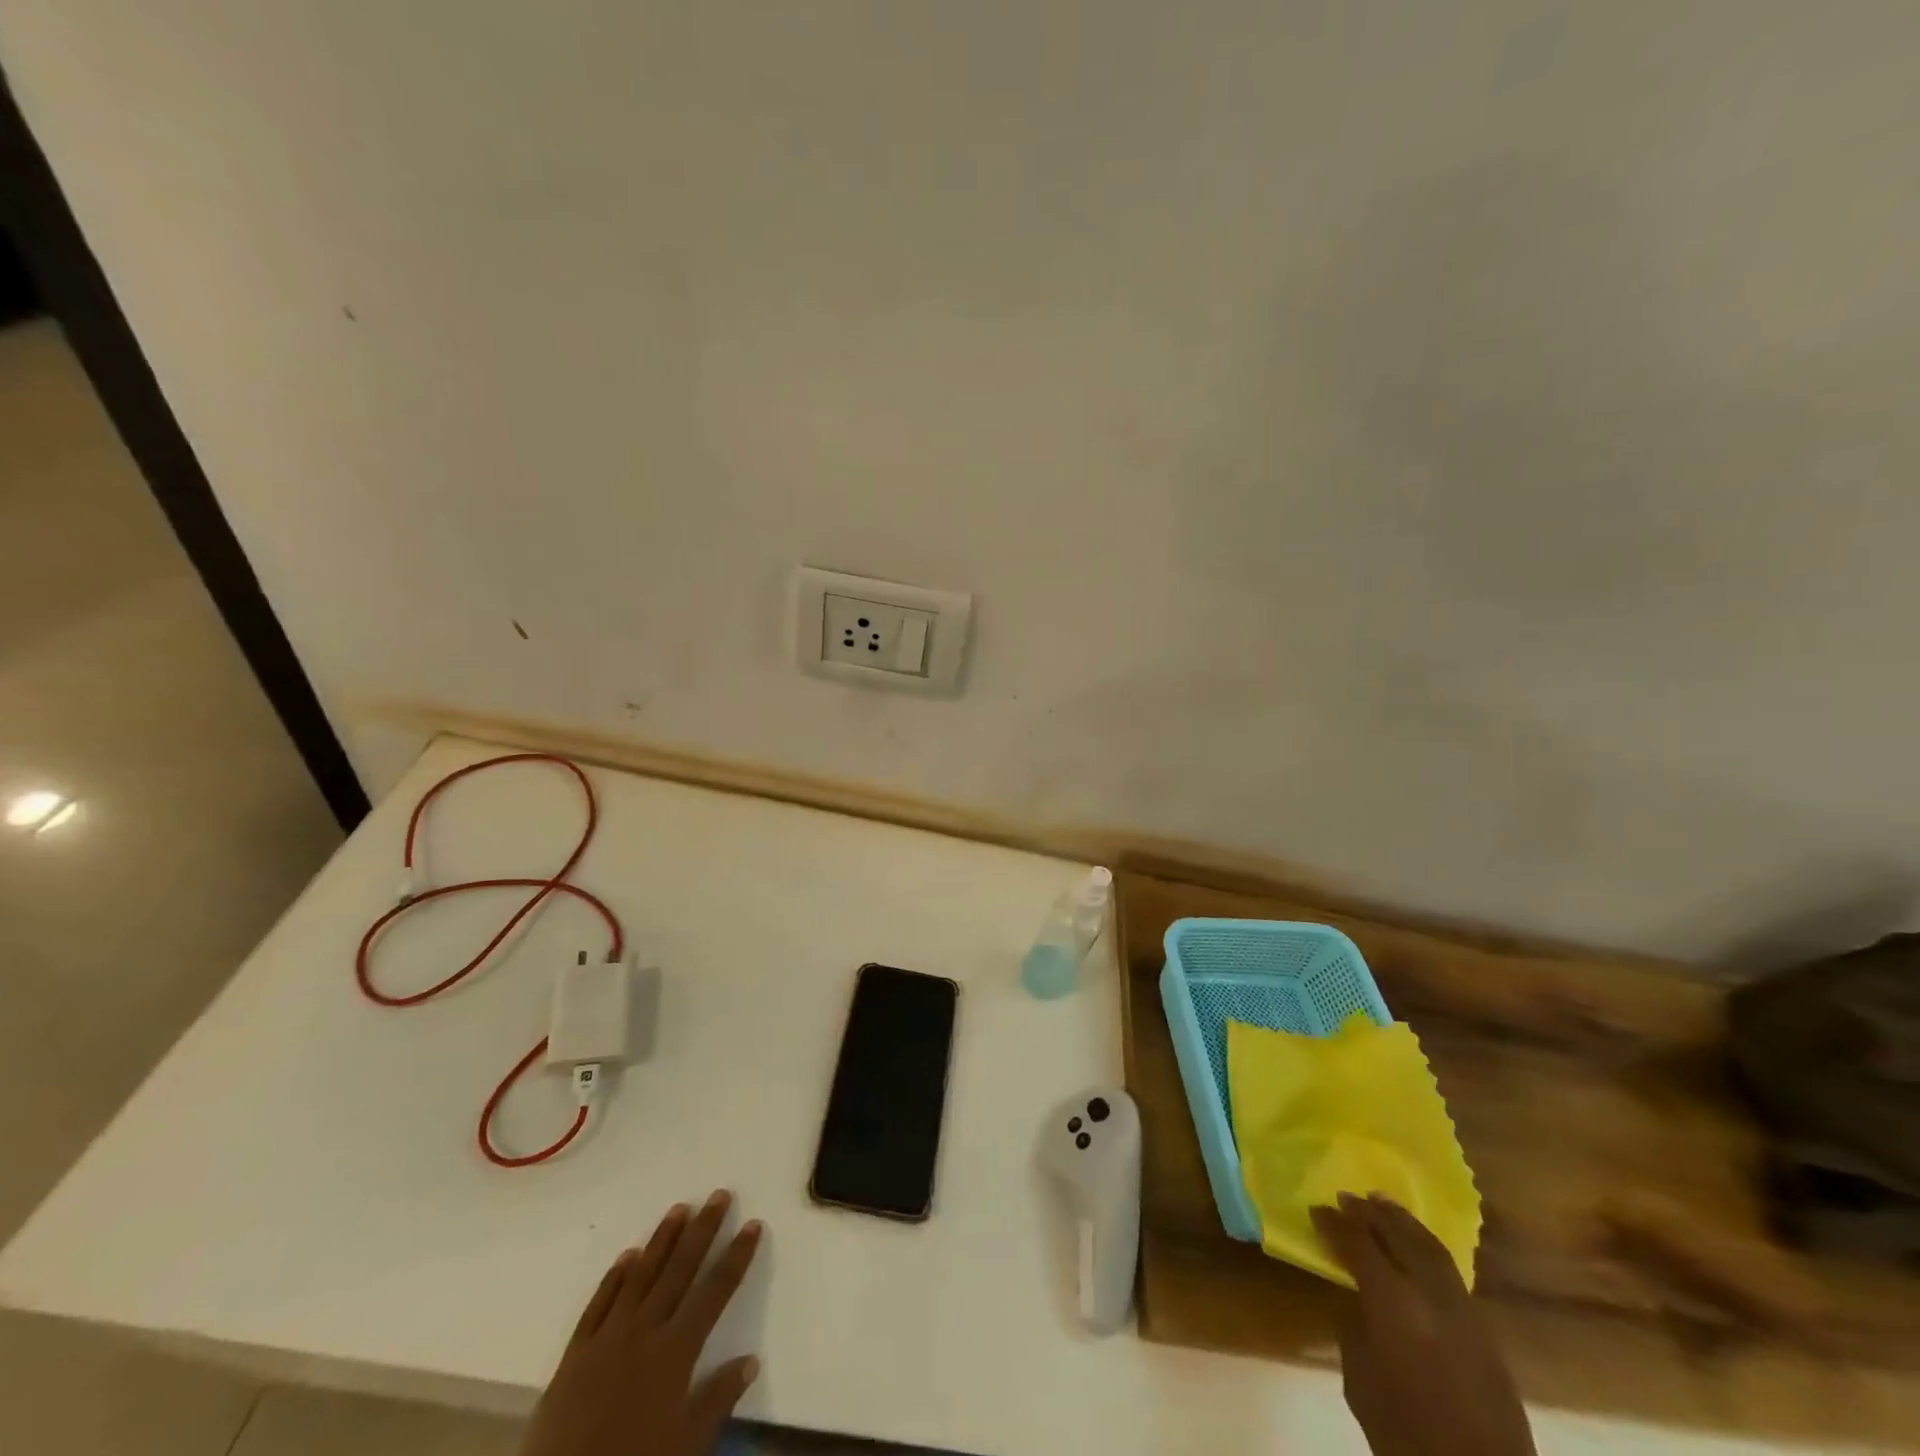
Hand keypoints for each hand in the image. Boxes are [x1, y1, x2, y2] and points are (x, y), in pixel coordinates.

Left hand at [522, 1191, 763, 1455]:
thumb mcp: (685, 1445)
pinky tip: (627, 1256)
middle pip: (679, 1270)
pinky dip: (614, 1277)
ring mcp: (606, 1338)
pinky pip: (597, 1304)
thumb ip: (717, 1399)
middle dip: (703, 1230)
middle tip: (718, 1195)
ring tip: (679, 1208)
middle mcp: (644, 1332)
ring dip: (662, 1240)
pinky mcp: (574, 1353)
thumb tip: (751, 1359)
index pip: (715, 1291)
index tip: (752, 1224)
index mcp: (675, 1351)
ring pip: (640, 1276)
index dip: (736, 1256)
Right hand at [1310, 1193, 1532, 1455]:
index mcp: (1394, 1304)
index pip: (1359, 1245)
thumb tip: (1351, 1295)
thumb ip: (1352, 1328)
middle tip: (1346, 1197)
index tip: (1316, 1209)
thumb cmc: (1407, 1436)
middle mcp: (1431, 1295)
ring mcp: (1463, 1310)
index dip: (1334, 1223)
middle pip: (1398, 1236)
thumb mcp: (1360, 1382)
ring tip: (1381, 1204)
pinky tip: (1415, 1245)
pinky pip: (1449, 1271)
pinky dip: (1427, 1247)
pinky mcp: (1484, 1331)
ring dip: (1403, 1222)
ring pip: (1431, 1247)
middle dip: (1369, 1213)